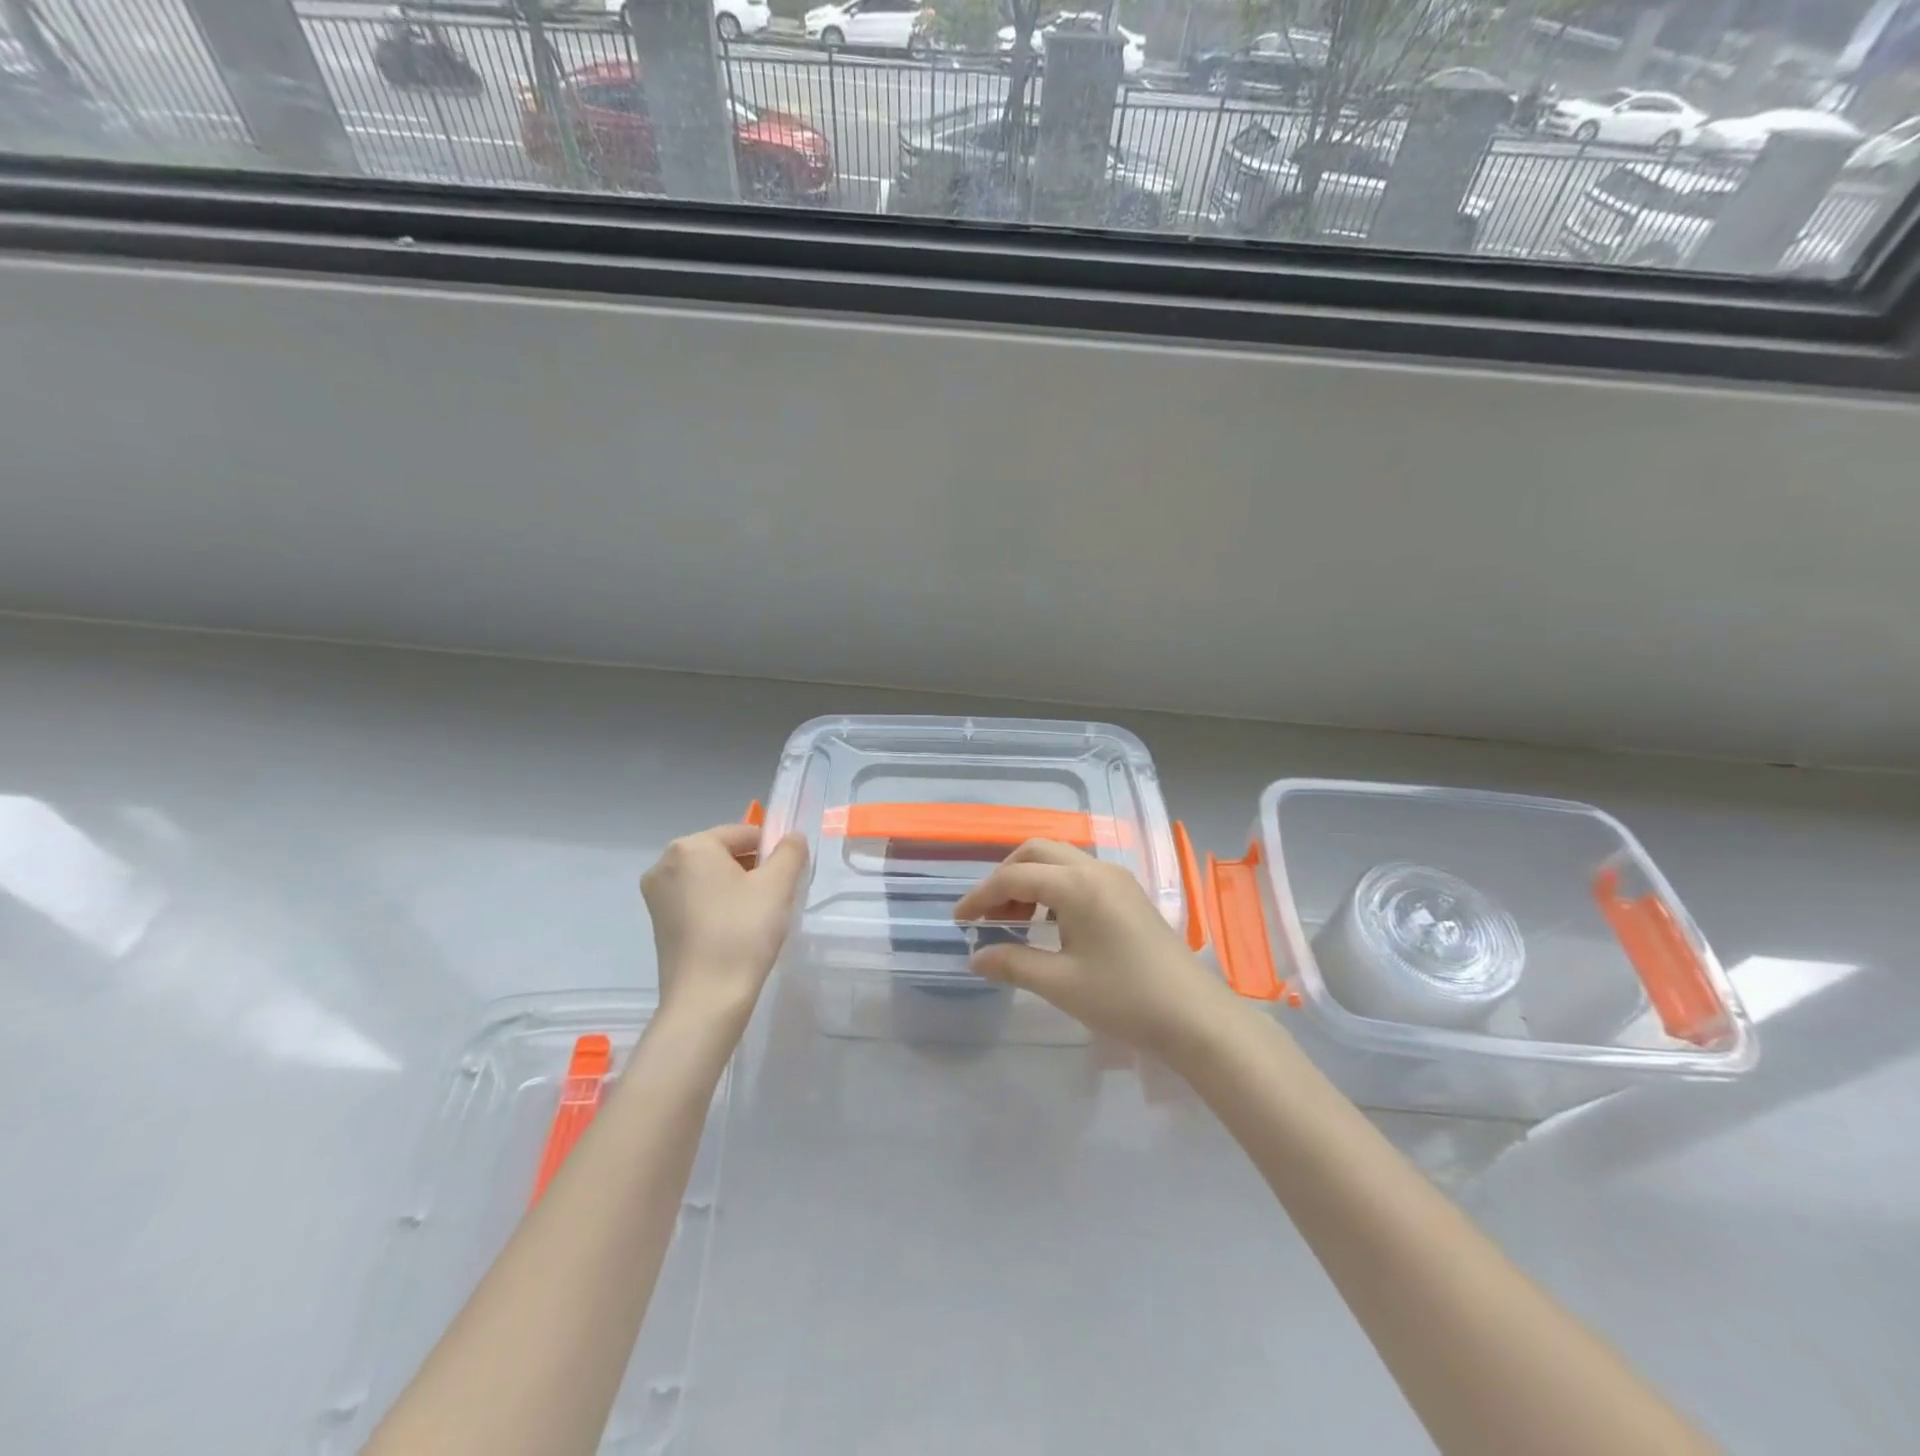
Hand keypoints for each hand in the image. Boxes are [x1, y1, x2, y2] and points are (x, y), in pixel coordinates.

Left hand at [640, 822, 808, 1029]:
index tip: (786, 879)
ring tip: (757, 918)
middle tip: (774, 899)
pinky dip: (718, 907)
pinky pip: (696, 900)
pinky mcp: (658, 923)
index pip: (743, 833)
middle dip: (752, 869)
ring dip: (736, 888)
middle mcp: (665, 864)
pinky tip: (736, 931)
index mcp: (691, 847)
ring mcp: (657, 895)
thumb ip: (789, 851)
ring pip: (710, 878)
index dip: (772, 851)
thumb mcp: (777, 885)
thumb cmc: (743, 932)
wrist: (706, 999)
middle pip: (724, 854)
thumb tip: (792, 837)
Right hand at [950, 839, 1244, 1064]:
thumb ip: (1012, 964)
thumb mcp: (1061, 984)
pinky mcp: (1127, 893)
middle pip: (1036, 852)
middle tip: (987, 915)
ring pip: (1059, 860)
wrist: (1195, 1016)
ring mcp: (1116, 879)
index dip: (981, 896)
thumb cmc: (1124, 998)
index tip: (959, 921)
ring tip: (1014, 923)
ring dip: (1029, 881)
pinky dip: (1052, 888)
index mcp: (1077, 885)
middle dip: (1004, 877)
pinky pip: (1078, 874)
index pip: (1015, 877)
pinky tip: (1048, 924)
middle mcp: (1096, 869)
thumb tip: (976, 956)